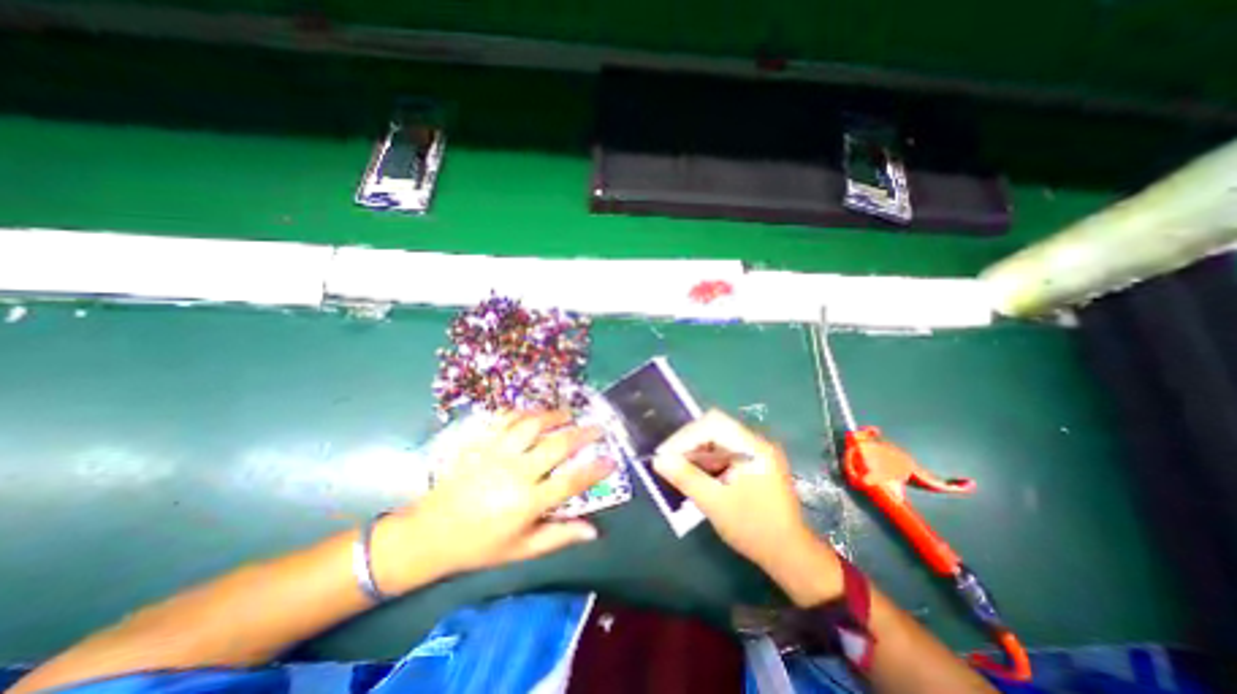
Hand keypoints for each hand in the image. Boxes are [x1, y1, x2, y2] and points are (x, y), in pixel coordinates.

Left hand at [374, 411, 609, 590]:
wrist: (430, 533)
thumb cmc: (479, 545)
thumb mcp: (522, 549)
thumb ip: (559, 536)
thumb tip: (593, 531)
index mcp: (527, 502)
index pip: (571, 481)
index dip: (596, 469)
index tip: (611, 460)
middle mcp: (516, 472)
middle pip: (557, 445)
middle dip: (583, 433)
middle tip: (597, 427)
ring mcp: (497, 453)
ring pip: (532, 424)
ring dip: (555, 416)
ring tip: (568, 414)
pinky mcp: (481, 443)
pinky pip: (505, 419)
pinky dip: (523, 412)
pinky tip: (534, 413)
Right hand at [648, 410, 839, 604]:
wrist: (790, 555)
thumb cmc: (753, 528)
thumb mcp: (714, 503)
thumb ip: (686, 477)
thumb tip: (658, 460)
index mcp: (752, 447)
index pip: (713, 424)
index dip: (685, 436)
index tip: (665, 455)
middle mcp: (756, 443)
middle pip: (715, 428)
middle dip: (689, 442)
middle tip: (669, 461)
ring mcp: (757, 453)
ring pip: (718, 440)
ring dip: (697, 452)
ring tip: (679, 469)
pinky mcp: (755, 464)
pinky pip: (725, 452)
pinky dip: (708, 461)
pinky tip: (697, 475)